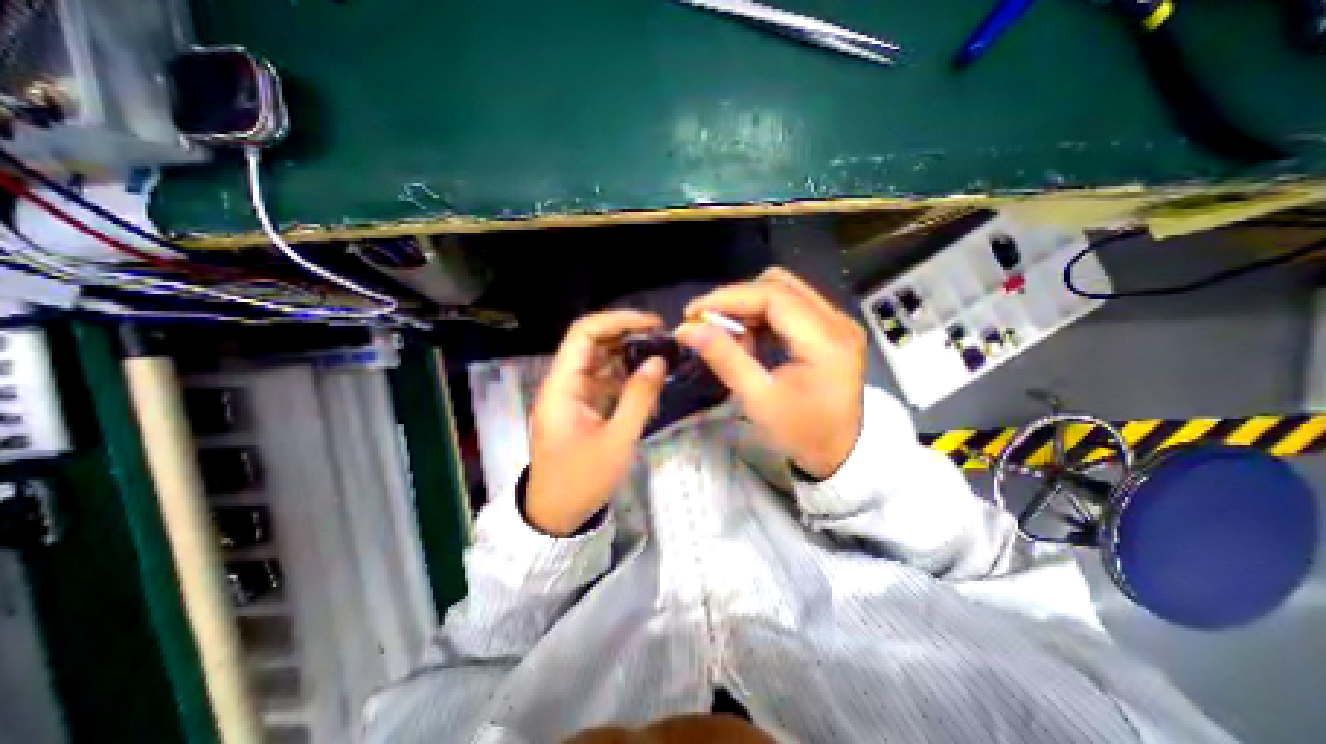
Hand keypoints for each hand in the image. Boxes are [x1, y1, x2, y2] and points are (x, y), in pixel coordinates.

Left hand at [526, 312, 668, 533]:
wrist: (556, 513)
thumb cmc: (582, 480)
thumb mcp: (617, 440)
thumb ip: (639, 397)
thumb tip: (659, 361)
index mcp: (563, 385)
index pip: (584, 333)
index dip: (617, 320)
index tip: (652, 324)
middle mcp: (564, 382)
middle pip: (593, 342)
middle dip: (628, 336)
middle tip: (663, 340)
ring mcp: (572, 393)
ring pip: (600, 360)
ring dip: (629, 356)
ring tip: (661, 357)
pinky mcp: (581, 405)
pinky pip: (604, 380)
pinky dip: (625, 377)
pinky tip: (647, 381)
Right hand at [675, 268, 872, 474]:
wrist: (841, 455)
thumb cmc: (801, 433)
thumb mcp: (758, 399)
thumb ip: (724, 357)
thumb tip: (686, 329)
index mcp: (825, 339)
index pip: (772, 294)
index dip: (728, 297)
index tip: (693, 313)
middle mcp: (837, 321)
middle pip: (779, 285)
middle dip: (737, 300)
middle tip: (708, 324)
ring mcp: (838, 323)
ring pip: (785, 292)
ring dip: (749, 307)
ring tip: (729, 336)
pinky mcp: (832, 331)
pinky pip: (792, 307)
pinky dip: (764, 317)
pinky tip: (750, 339)